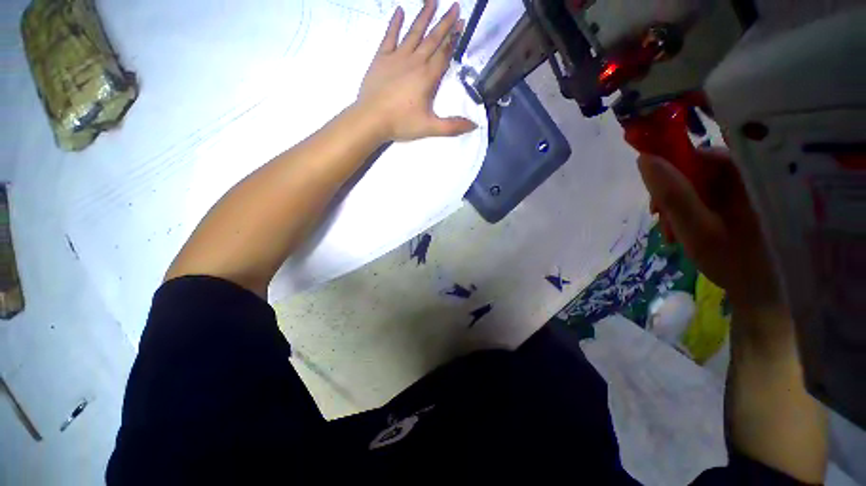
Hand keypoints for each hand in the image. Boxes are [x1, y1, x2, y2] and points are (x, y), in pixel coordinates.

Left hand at [357, 1, 476, 141]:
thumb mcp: (429, 128)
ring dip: (424, 17)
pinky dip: (395, 23)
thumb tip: (474, 125)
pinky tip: (399, 10)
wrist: (371, 119)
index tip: (461, 23)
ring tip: (432, 0)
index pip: (444, 54)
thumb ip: (452, 127)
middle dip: (445, 23)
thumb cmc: (401, 123)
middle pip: (432, 39)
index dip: (454, 39)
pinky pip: (389, 36)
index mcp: (427, 77)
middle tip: (455, 6)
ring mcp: (397, 57)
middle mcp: (415, 62)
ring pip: (414, 33)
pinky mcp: (381, 58)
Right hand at [638, 152, 783, 315]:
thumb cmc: (736, 262)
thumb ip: (672, 194)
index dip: (672, 173)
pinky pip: (708, 197)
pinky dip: (690, 212)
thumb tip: (645, 158)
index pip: (702, 155)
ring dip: (678, 207)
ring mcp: (747, 188)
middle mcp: (751, 173)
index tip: (656, 202)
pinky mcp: (742, 200)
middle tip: (663, 223)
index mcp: (749, 174)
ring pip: (700, 185)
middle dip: (673, 195)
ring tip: (672, 233)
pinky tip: (684, 231)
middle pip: (699, 170)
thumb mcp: (697, 229)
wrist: (766, 293)